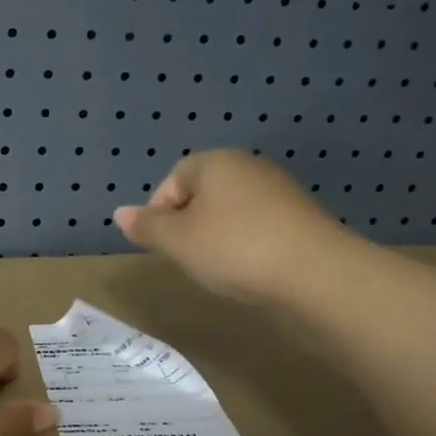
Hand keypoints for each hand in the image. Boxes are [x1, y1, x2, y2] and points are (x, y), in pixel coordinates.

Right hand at [115, 149, 356, 305]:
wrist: (316, 273)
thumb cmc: (234, 249)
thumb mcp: (178, 241)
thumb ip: (147, 226)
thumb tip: (120, 213)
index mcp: (214, 162)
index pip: (172, 180)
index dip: (159, 214)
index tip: (163, 247)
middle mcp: (247, 166)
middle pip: (201, 194)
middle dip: (188, 225)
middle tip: (187, 259)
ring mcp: (278, 190)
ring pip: (229, 212)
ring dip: (217, 237)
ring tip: (218, 268)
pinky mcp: (300, 217)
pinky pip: (257, 226)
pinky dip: (246, 245)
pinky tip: (249, 269)